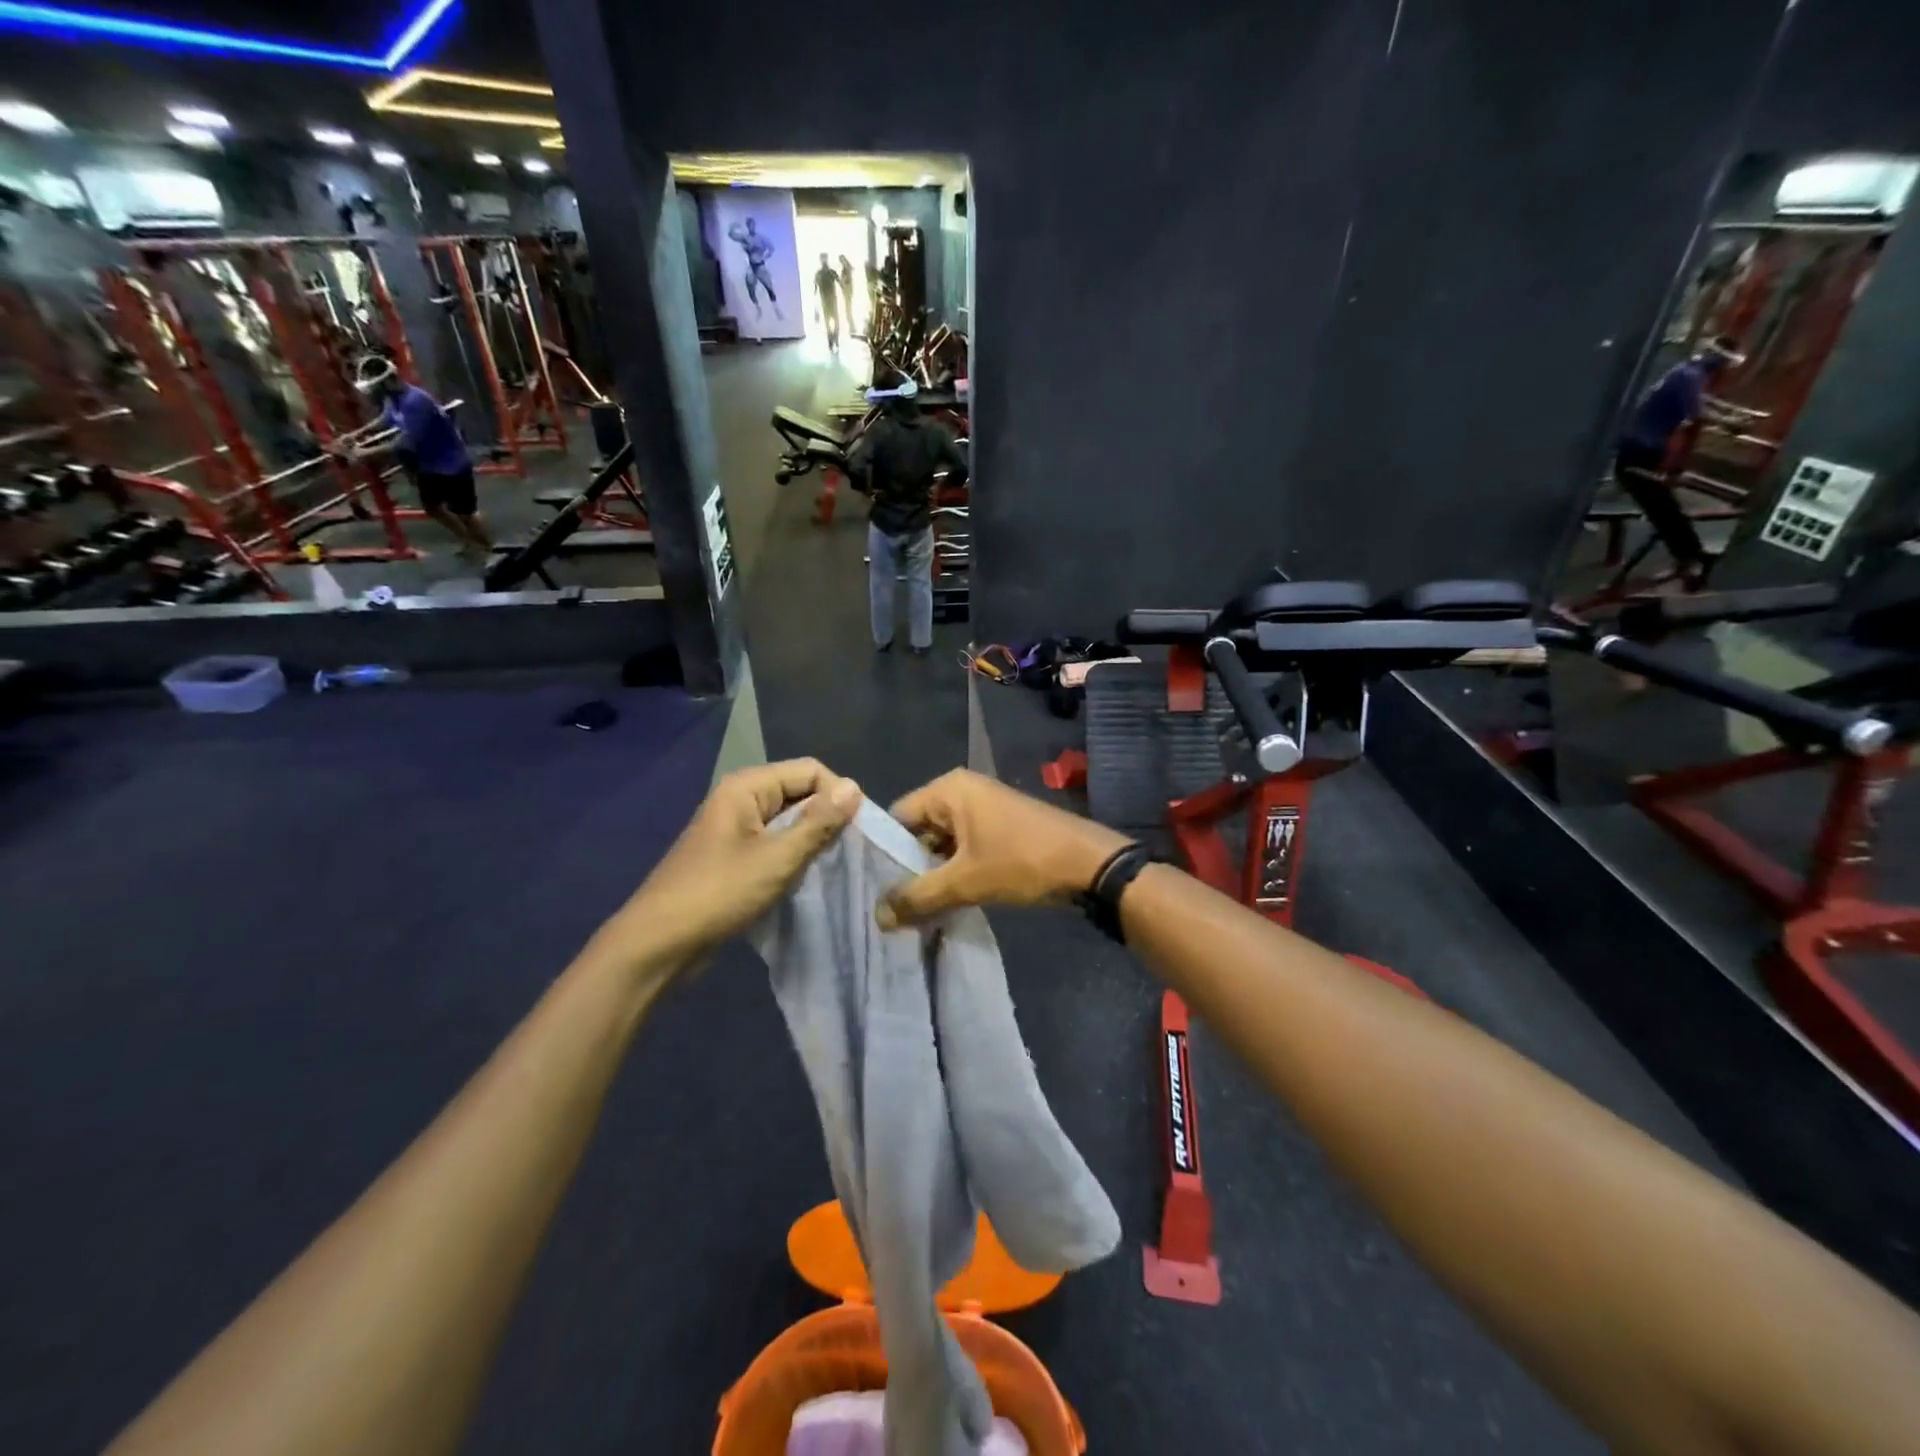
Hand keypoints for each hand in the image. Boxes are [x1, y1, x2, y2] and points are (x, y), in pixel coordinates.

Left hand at [591, 759, 860, 971]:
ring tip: (829, 866)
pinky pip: (775, 843)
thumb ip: (818, 822)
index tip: (857, 831)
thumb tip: (854, 787)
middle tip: (847, 852)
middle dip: (825, 818)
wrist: (659, 944)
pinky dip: (793, 856)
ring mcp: (735, 829)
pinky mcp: (734, 856)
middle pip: (799, 792)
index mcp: (747, 787)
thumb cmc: (719, 893)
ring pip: (789, 821)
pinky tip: (804, 878)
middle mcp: (740, 799)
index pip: (810, 770)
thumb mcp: (777, 857)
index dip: (837, 795)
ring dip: (810, 840)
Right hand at [879, 770, 1129, 927]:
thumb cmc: (1023, 862)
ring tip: (916, 911)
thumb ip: (918, 897)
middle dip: (910, 868)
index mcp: (949, 789)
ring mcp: (984, 808)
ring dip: (933, 874)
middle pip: (919, 831)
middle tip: (893, 907)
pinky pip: (964, 848)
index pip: (897, 818)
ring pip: (943, 843)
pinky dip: (955, 871)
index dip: (885, 854)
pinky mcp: (1000, 827)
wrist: (1090, 864)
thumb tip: (877, 917)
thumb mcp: (966, 882)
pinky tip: (947, 902)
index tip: (873, 890)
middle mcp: (963, 790)